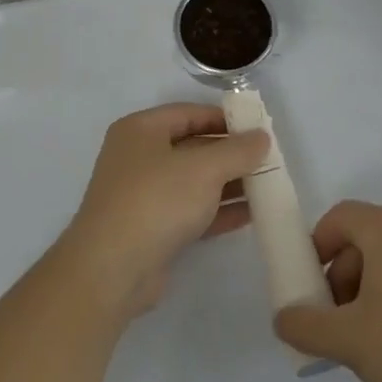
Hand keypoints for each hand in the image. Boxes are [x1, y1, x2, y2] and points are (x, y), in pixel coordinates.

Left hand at [55, 104, 269, 318]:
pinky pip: (192, 211)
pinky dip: (219, 210)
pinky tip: (251, 214)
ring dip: (229, 183)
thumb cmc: (156, 200)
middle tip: (268, 160)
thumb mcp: (203, 168)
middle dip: (231, 154)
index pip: (188, 113)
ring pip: (194, 182)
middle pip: (193, 147)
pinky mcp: (152, 229)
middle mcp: (139, 157)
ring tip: (268, 186)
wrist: (112, 269)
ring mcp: (144, 195)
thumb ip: (237, 150)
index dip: (224, 119)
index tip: (258, 129)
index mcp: (141, 130)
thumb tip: (262, 137)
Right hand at [273, 201, 381, 381]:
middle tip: (339, 322)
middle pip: (364, 239)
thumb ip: (306, 326)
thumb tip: (283, 318)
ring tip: (372, 340)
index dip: (316, 248)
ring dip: (371, 291)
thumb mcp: (348, 341)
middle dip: (342, 277)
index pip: (338, 217)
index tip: (312, 289)